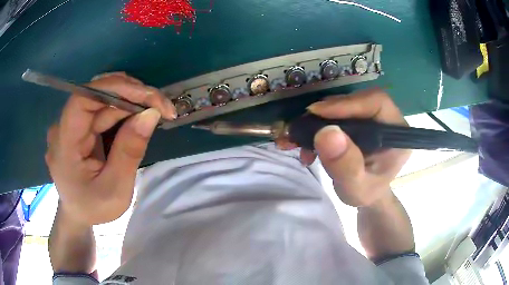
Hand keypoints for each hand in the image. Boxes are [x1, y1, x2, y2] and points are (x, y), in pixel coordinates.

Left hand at [46, 72, 175, 224]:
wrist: (78, 213)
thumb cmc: (94, 208)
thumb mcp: (115, 190)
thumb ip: (129, 152)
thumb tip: (151, 114)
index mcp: (65, 145)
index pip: (83, 99)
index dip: (115, 89)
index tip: (149, 96)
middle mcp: (63, 127)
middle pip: (97, 96)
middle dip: (132, 96)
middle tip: (164, 109)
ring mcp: (71, 124)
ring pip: (103, 99)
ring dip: (131, 102)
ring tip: (155, 113)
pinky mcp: (80, 125)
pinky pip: (102, 109)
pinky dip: (124, 110)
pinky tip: (138, 118)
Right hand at [307, 89, 410, 206]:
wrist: (364, 194)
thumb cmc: (366, 193)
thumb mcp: (356, 189)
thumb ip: (346, 166)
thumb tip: (327, 133)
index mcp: (397, 133)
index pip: (377, 103)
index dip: (348, 103)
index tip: (318, 113)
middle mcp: (387, 119)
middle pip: (358, 100)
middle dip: (329, 111)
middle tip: (304, 126)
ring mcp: (372, 117)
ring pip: (344, 104)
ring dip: (319, 118)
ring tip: (301, 138)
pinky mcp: (359, 119)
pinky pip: (337, 112)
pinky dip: (318, 123)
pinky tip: (307, 141)